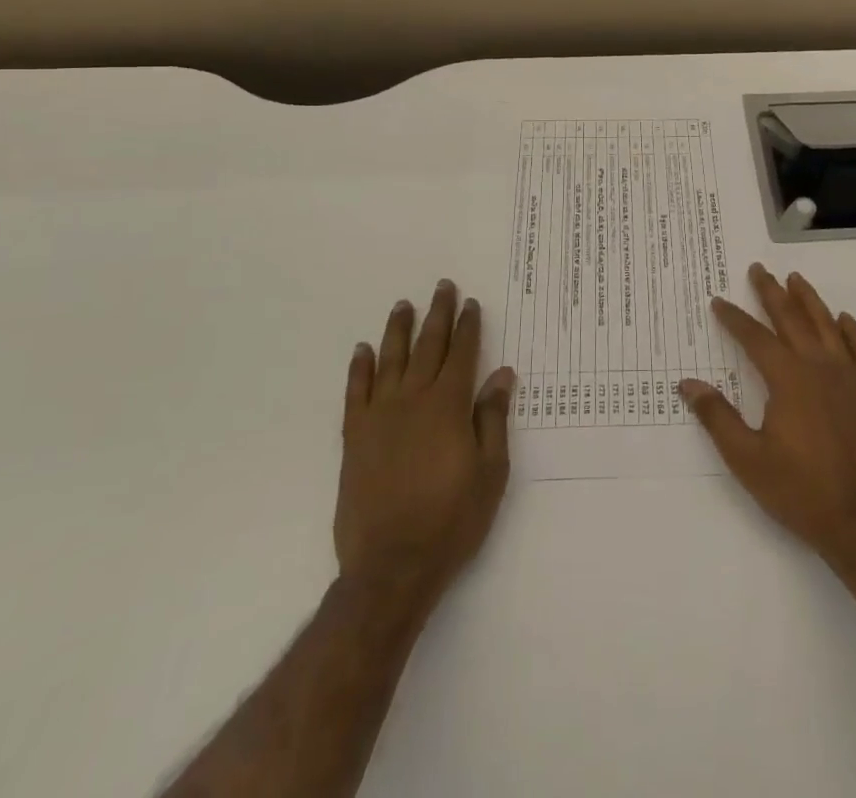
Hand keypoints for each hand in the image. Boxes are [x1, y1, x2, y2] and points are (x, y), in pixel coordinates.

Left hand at [335, 281, 516, 617]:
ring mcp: (379, 417)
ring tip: (403, 305)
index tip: (471, 303)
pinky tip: (363, 350)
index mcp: (448, 406)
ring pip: (390, 360)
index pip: (462, 354)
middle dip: (437, 315)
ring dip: (398, 330)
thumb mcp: (491, 472)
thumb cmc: (451, 521)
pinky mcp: (354, 437)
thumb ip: (492, 418)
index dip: (468, 326)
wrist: (391, 567)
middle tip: (442, 287)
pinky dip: (360, 368)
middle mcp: (413, 400)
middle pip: (427, 346)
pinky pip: (356, 392)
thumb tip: (501, 373)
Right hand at [680, 264, 855, 569]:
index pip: (754, 337)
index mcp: (787, 378)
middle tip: (758, 269)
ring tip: (795, 279)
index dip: (734, 318)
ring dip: (809, 300)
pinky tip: (844, 320)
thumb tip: (687, 384)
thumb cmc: (798, 490)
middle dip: (771, 293)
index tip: (718, 301)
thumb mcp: (746, 458)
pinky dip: (854, 331)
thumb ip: (717, 417)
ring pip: (827, 326)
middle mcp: (818, 367)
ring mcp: (849, 378)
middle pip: (792, 319)